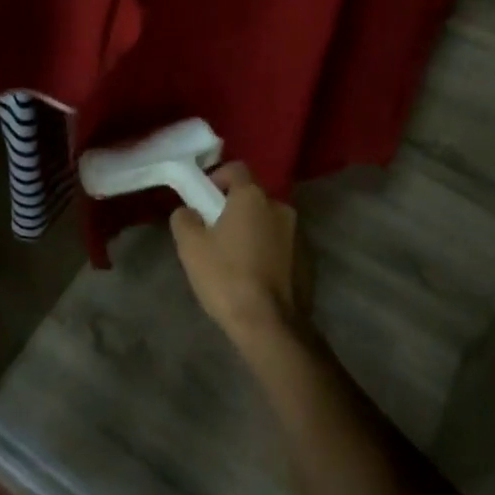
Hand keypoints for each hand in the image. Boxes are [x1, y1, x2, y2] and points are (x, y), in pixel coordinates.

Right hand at [170, 163, 312, 351]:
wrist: (271, 326)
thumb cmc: (227, 278)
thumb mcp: (191, 247)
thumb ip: (185, 218)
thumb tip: (189, 211)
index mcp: (253, 197)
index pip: (236, 168)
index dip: (217, 178)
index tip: (204, 200)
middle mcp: (280, 207)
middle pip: (253, 197)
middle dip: (234, 209)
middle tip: (216, 234)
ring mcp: (299, 234)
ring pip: (269, 222)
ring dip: (254, 231)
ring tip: (237, 260)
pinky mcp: (309, 260)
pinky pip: (283, 245)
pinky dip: (270, 252)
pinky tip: (257, 277)